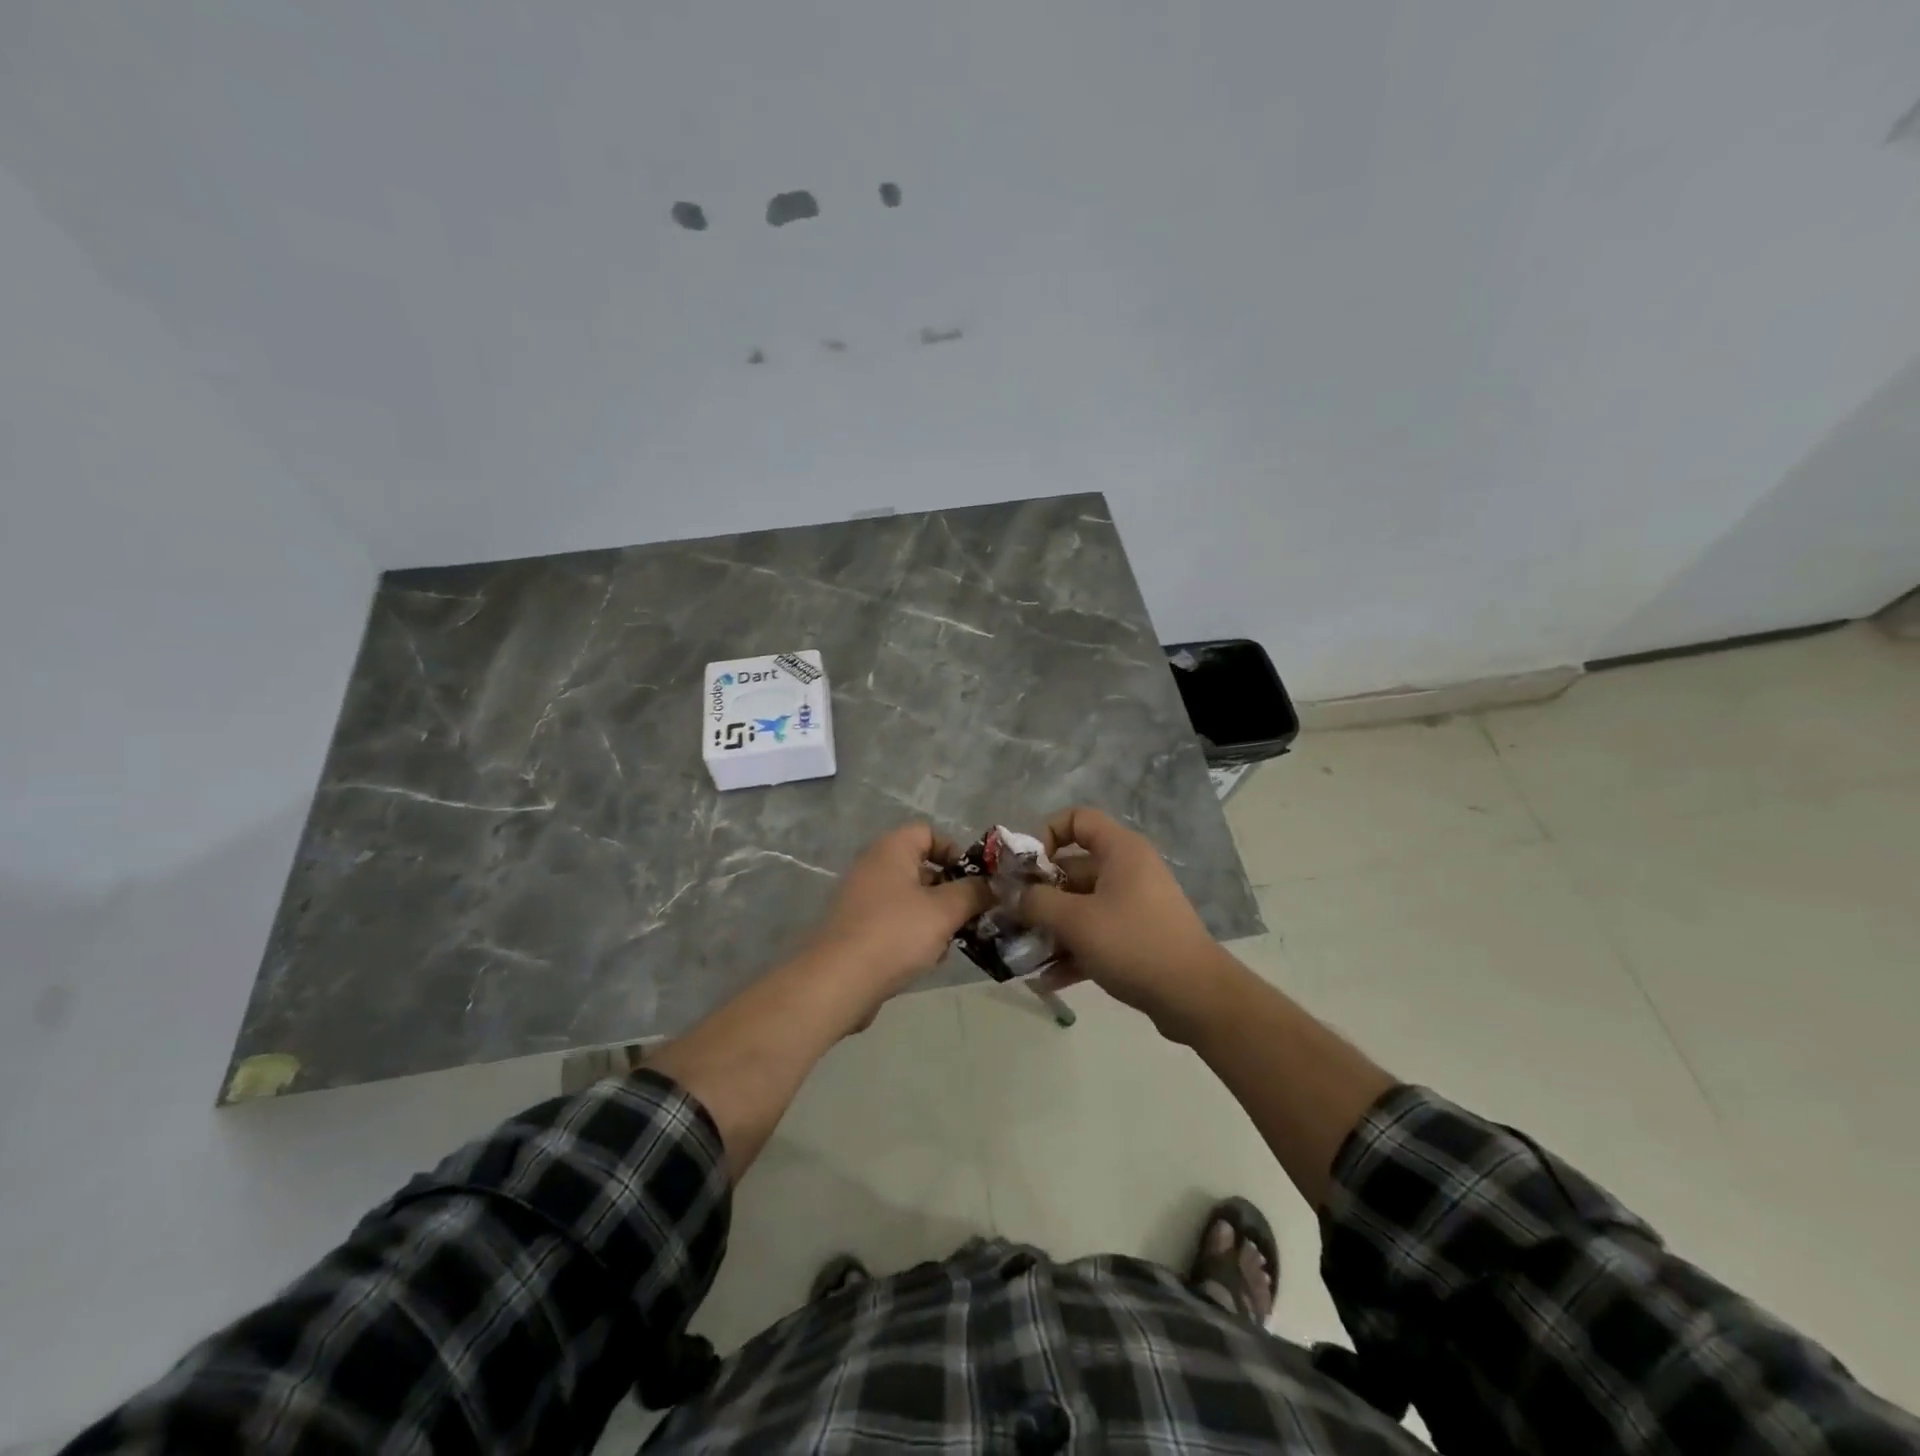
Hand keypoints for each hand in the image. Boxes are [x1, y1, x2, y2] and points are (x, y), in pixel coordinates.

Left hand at [802, 823, 992, 1016]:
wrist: (838, 982)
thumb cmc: (895, 934)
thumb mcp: (944, 911)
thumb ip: (973, 893)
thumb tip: (992, 885)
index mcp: (891, 850)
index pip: (929, 833)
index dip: (955, 851)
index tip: (974, 881)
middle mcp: (874, 867)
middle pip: (922, 868)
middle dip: (951, 892)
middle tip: (972, 915)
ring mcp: (862, 899)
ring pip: (912, 899)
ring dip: (935, 918)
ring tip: (951, 943)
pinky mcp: (858, 929)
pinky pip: (896, 923)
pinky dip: (914, 935)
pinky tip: (927, 960)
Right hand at [1020, 807, 1240, 1042]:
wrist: (1196, 998)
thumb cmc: (1134, 944)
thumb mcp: (1076, 921)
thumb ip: (1036, 902)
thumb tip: (1012, 895)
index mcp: (1120, 851)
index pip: (1077, 819)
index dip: (1046, 834)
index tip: (1025, 868)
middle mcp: (1128, 871)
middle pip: (1073, 868)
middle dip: (1039, 893)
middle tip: (1010, 917)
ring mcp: (1134, 906)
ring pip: (1081, 906)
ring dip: (1050, 927)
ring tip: (1021, 952)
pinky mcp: (1137, 938)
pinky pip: (1095, 934)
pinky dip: (1072, 951)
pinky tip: (1046, 979)